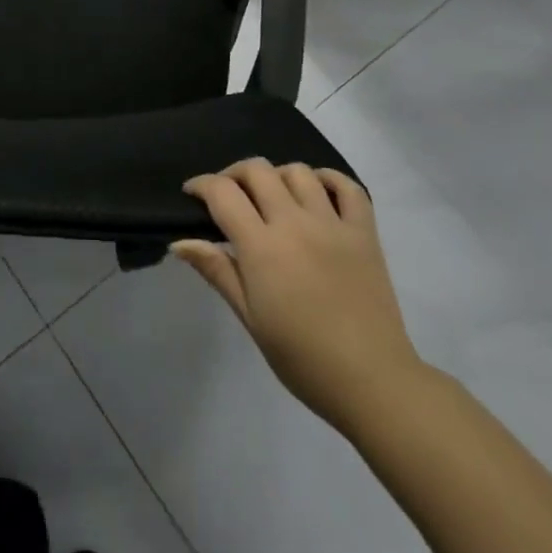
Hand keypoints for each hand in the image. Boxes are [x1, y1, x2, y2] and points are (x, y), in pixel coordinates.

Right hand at [174, 158, 424, 430]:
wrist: (372, 382)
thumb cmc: (302, 358)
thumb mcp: (250, 318)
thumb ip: (217, 271)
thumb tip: (179, 242)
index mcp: (262, 247)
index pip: (223, 193)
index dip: (201, 185)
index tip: (192, 194)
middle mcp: (295, 223)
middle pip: (257, 171)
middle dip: (234, 174)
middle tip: (228, 195)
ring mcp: (333, 224)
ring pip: (298, 172)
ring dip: (277, 176)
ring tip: (272, 197)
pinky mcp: (364, 232)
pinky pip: (348, 187)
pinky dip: (328, 179)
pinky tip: (316, 191)